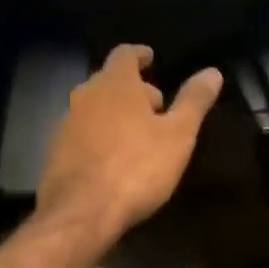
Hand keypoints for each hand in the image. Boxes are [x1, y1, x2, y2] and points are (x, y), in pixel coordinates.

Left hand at [35, 45, 222, 244]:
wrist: (80, 214)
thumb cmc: (136, 167)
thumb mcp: (177, 135)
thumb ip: (193, 101)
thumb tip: (213, 72)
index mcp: (115, 82)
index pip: (125, 53)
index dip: (139, 55)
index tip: (151, 59)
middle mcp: (86, 93)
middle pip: (110, 80)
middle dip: (132, 88)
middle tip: (155, 105)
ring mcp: (66, 122)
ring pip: (94, 106)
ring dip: (114, 112)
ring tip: (137, 133)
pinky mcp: (55, 151)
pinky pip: (81, 132)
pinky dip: (98, 135)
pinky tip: (112, 158)